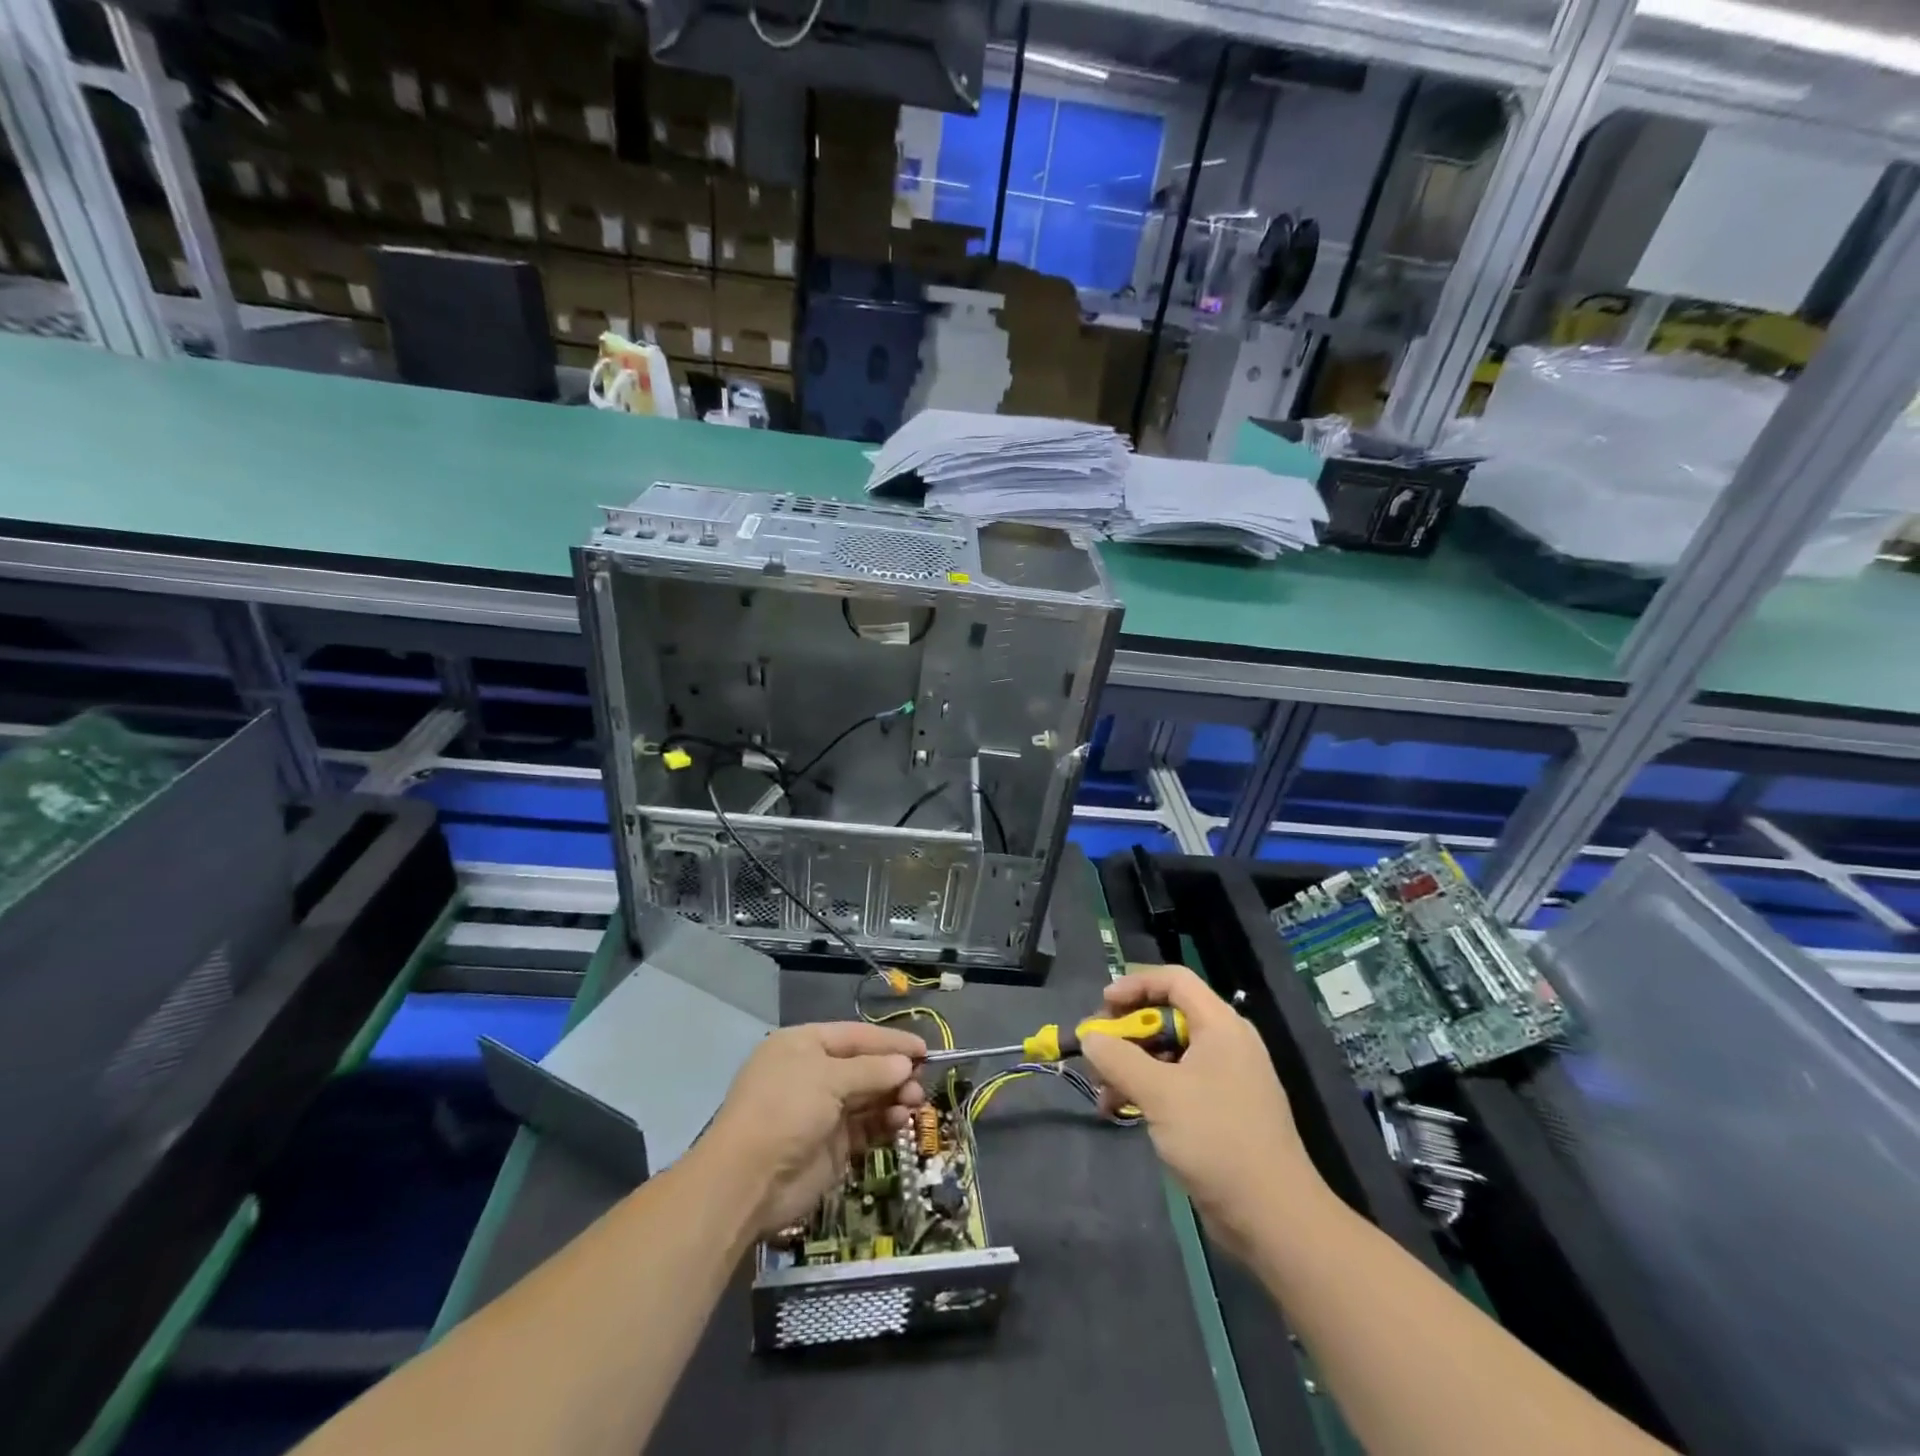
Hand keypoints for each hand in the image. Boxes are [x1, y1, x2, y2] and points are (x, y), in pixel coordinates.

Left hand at [702, 1021, 926, 1235]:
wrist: (747, 1181)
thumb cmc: (785, 1110)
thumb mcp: (828, 1079)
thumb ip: (872, 1070)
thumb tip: (906, 1065)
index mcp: (804, 1045)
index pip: (855, 1036)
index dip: (890, 1041)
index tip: (925, 1048)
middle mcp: (813, 1074)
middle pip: (864, 1066)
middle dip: (894, 1072)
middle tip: (921, 1082)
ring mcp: (822, 1111)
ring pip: (868, 1097)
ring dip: (893, 1097)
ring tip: (913, 1104)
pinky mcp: (831, 1146)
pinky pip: (865, 1127)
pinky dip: (884, 1123)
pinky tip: (900, 1123)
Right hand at [1079, 965, 1327, 1261]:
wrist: (1274, 1217)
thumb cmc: (1217, 1139)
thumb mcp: (1159, 1093)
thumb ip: (1118, 1058)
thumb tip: (1089, 1038)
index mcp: (1220, 1025)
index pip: (1174, 980)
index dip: (1135, 984)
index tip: (1102, 1006)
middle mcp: (1225, 1043)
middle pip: (1167, 1016)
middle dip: (1126, 1032)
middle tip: (1096, 1051)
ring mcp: (1224, 1079)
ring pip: (1168, 1054)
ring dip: (1131, 1066)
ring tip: (1103, 1094)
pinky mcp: (1221, 1111)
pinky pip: (1176, 1083)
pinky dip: (1147, 1090)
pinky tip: (1121, 1112)